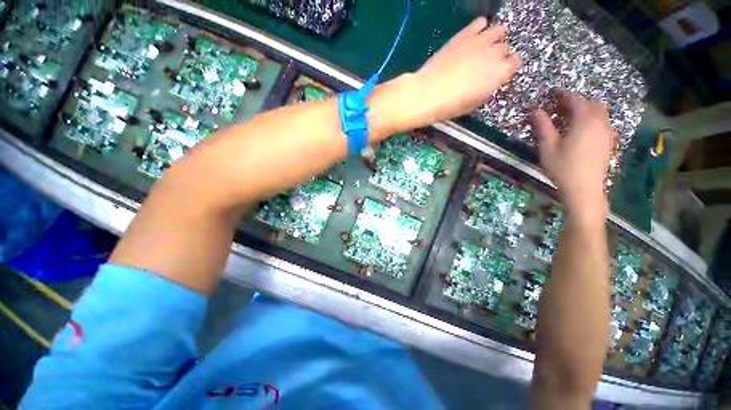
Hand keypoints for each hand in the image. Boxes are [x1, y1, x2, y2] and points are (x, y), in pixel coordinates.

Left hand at [411, 17, 519, 124]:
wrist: (429, 93)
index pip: (515, 63)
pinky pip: (480, 22)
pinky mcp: (464, 34)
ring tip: (484, 46)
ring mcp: (480, 41)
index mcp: (500, 74)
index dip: (507, 67)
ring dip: (495, 37)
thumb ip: (486, 88)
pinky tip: (474, 35)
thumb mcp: (473, 103)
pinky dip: (480, 27)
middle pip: (505, 48)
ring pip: (499, 31)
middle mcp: (495, 54)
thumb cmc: (450, 105)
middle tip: (487, 63)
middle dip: (499, 55)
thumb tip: (487, 81)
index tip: (499, 72)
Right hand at [530, 91, 615, 220]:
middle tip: (560, 104)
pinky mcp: (608, 141)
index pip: (576, 100)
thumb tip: (535, 110)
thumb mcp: (548, 147)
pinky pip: (603, 122)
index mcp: (584, 121)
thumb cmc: (563, 167)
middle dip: (576, 100)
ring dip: (585, 108)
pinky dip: (592, 118)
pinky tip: (582, 127)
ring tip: (570, 115)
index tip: (553, 93)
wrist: (584, 188)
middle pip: (591, 103)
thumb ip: (543, 126)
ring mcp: (606, 132)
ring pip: (599, 112)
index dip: (564, 95)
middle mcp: (600, 122)